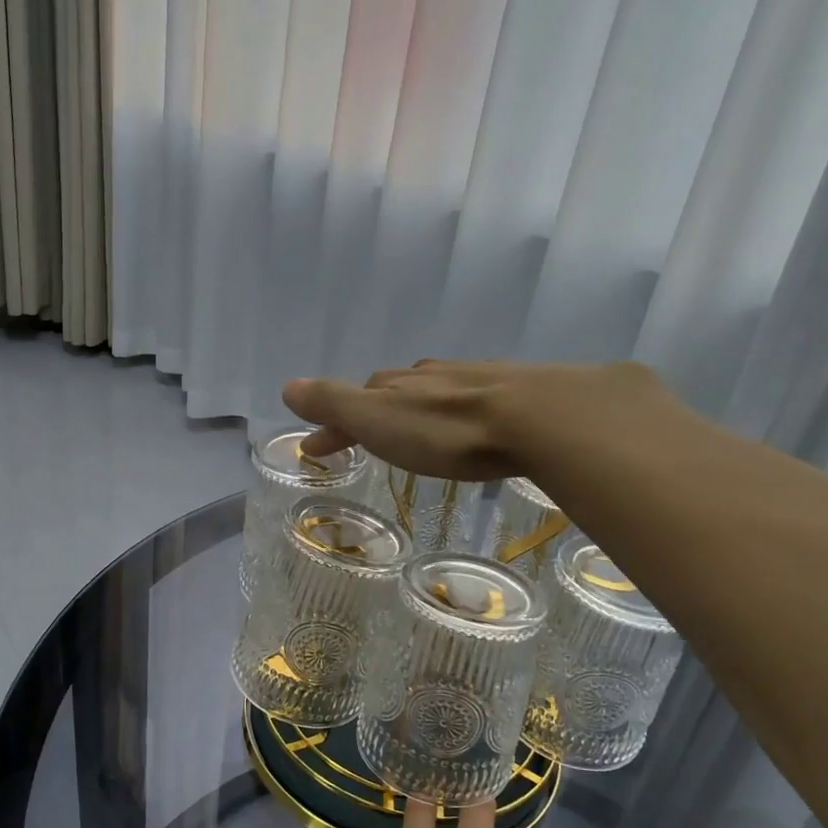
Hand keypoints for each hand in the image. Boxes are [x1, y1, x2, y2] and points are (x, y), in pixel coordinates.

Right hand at [282, 359, 664, 479]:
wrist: (539, 418)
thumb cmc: (448, 430)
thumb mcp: (379, 420)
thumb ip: (335, 404)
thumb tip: (287, 386)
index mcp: (396, 386)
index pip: (351, 402)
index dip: (330, 425)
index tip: (313, 450)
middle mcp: (431, 377)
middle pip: (390, 392)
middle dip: (371, 414)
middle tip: (361, 438)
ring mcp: (474, 381)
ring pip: (432, 392)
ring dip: (413, 411)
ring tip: (411, 434)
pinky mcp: (513, 394)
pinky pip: (470, 401)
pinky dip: (454, 413)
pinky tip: (468, 426)